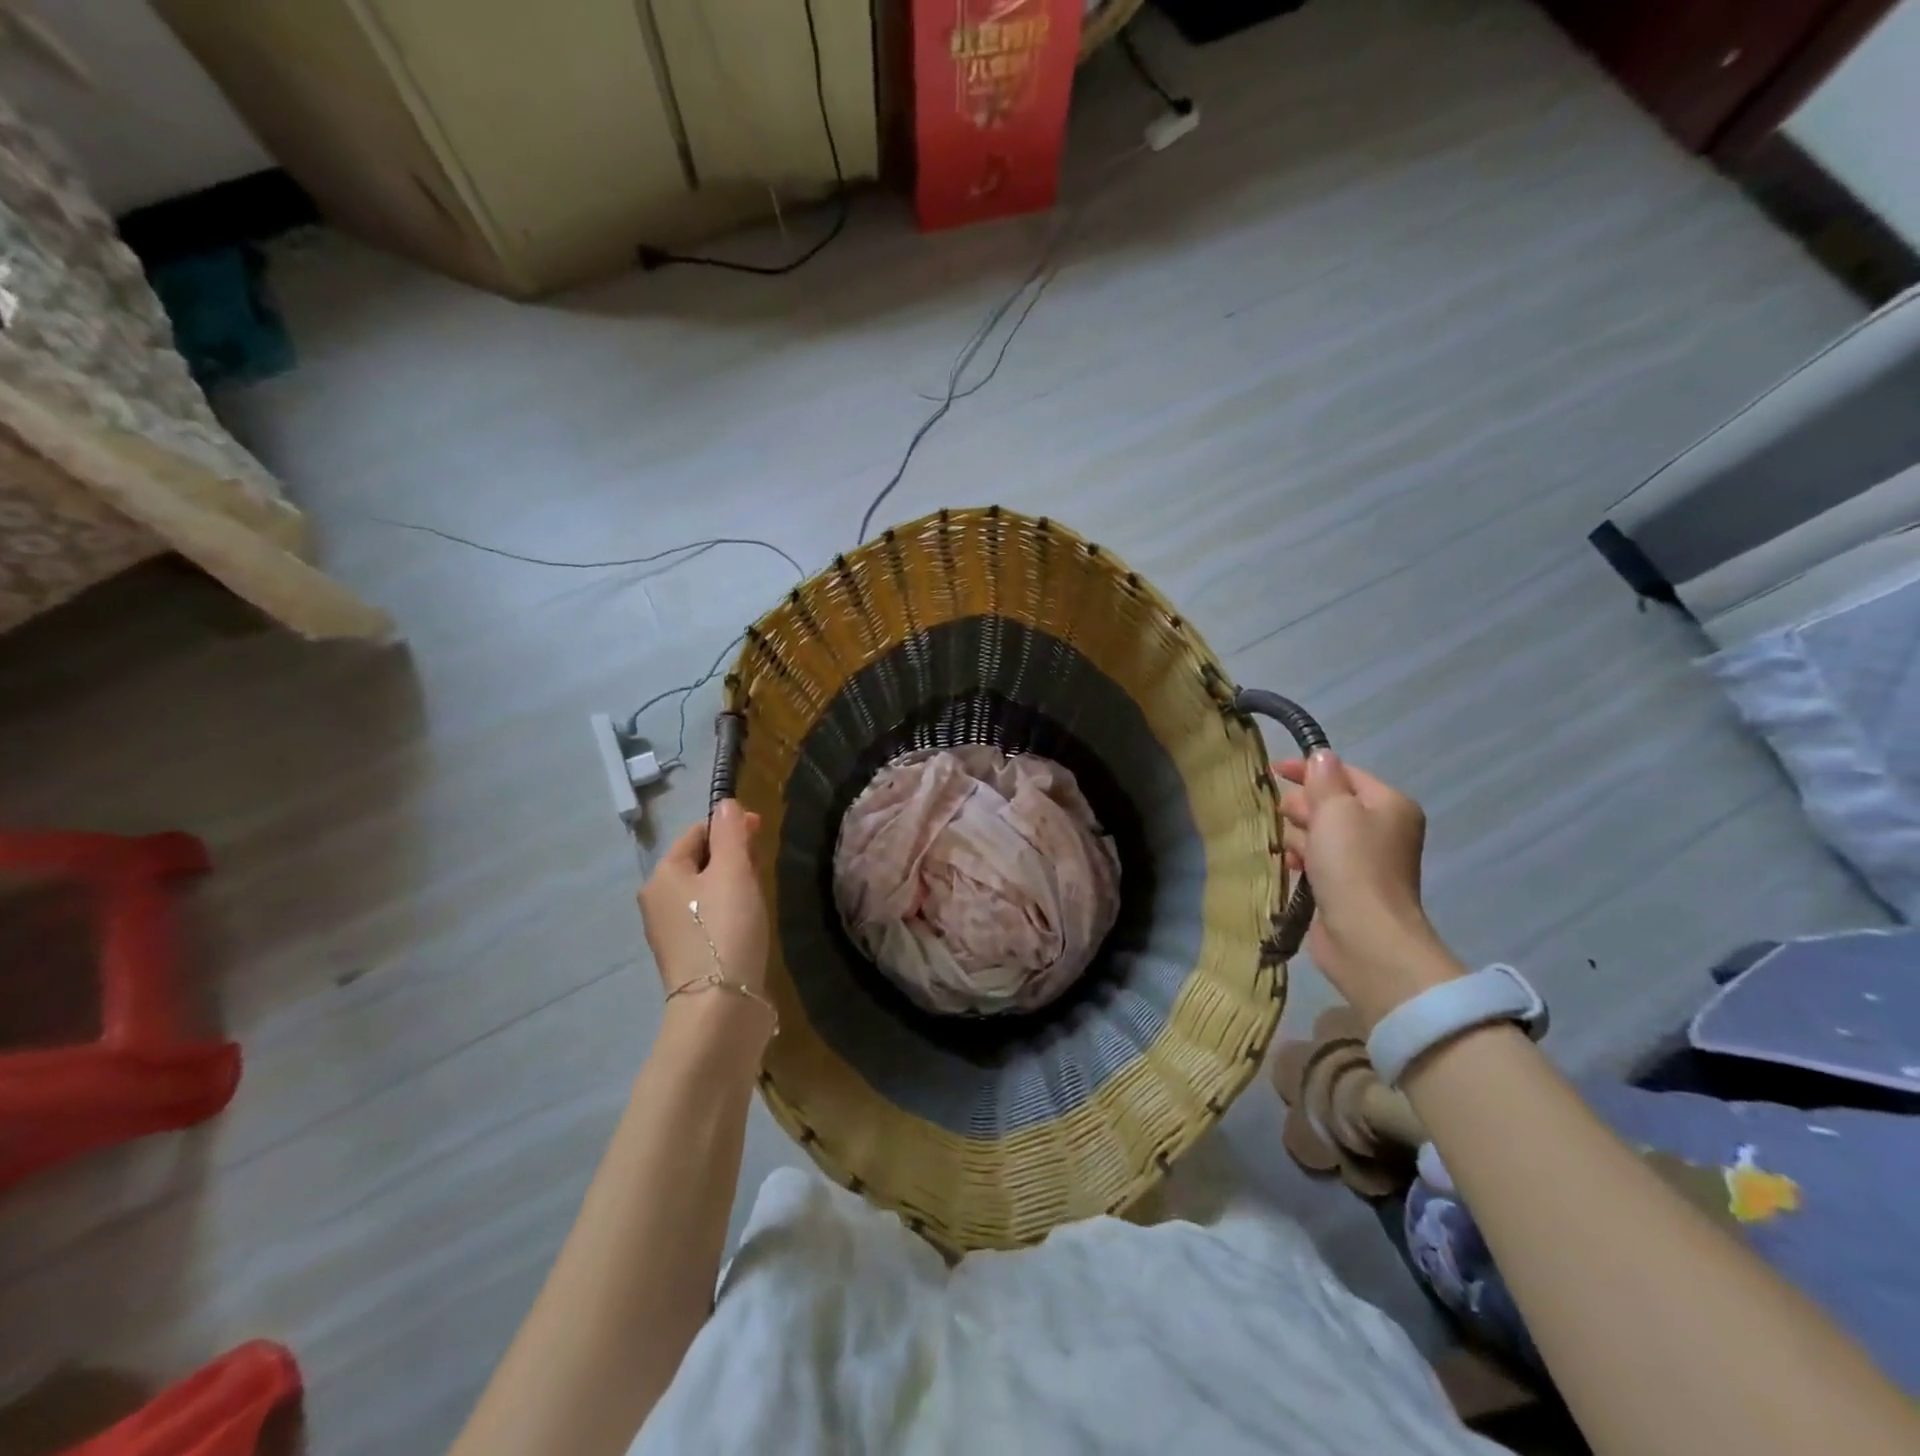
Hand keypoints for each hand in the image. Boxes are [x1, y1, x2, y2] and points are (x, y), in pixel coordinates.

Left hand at [638, 800, 769, 997]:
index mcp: (662, 875)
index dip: (730, 827)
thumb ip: (731, 833)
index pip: (696, 832)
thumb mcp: (733, 871)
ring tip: (759, 896)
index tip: (762, 834)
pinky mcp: (686, 956)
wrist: (720, 1007)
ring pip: (705, 891)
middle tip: (762, 867)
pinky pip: (707, 918)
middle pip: (699, 861)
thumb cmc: (725, 929)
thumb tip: (726, 803)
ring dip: (732, 884)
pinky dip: (728, 912)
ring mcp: (669, 932)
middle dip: (732, 856)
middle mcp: (657, 900)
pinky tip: (748, 924)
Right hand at [1274, 751, 1462, 1026]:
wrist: (1365, 937)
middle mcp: (1382, 828)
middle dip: (1302, 806)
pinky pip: (1318, 859)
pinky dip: (1302, 858)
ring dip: (1298, 835)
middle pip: (1330, 802)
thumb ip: (1324, 780)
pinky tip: (1289, 865)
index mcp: (1388, 804)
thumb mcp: (1335, 811)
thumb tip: (1321, 756)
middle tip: (1284, 818)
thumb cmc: (1352, 865)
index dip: (1308, 768)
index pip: (1343, 773)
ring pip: (1320, 832)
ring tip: (1286, 848)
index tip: (1271, 770)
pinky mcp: (1347, 886)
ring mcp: (1365, 860)